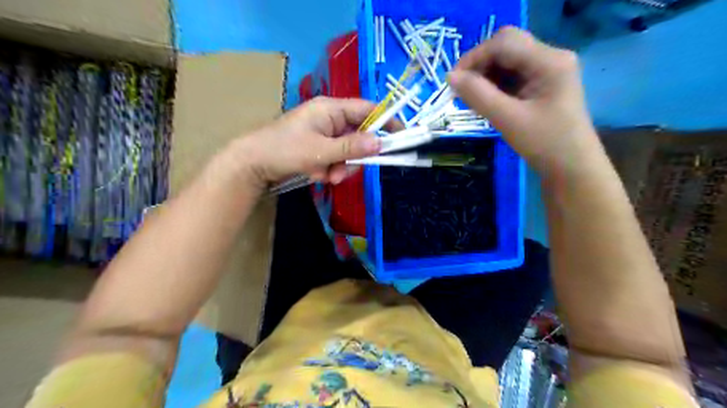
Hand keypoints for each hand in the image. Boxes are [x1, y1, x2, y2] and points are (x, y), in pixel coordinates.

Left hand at [236, 97, 388, 189]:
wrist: (252, 164)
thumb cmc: (284, 150)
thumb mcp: (321, 151)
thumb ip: (352, 148)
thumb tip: (380, 143)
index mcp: (331, 109)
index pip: (367, 110)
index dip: (386, 121)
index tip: (401, 136)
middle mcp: (330, 118)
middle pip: (359, 135)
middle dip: (354, 157)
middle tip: (343, 172)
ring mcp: (324, 133)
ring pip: (348, 151)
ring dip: (340, 167)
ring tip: (325, 176)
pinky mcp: (318, 147)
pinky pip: (335, 158)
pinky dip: (330, 169)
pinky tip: (316, 175)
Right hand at [449, 25, 601, 172]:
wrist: (571, 167)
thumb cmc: (544, 144)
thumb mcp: (508, 119)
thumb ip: (478, 95)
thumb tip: (450, 77)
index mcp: (549, 61)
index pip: (504, 42)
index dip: (474, 57)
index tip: (453, 82)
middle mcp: (550, 58)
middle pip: (506, 47)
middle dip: (479, 66)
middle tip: (462, 91)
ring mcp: (547, 70)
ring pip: (506, 61)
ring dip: (485, 76)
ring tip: (473, 100)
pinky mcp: (541, 84)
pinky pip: (512, 75)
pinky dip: (494, 85)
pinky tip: (486, 102)